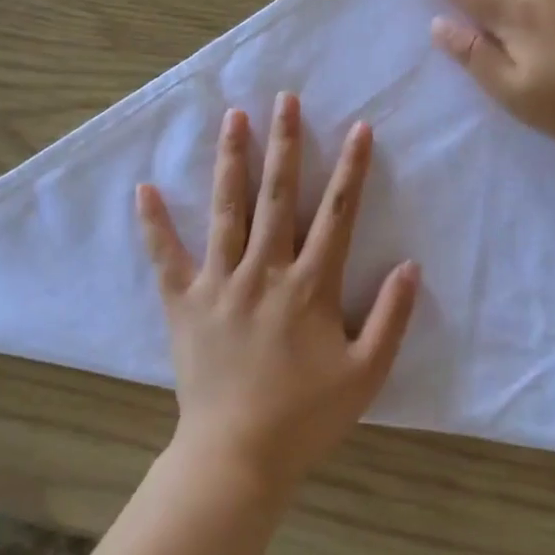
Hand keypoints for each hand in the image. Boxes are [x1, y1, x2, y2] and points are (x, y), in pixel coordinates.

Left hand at [136, 93, 420, 493]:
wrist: (238, 455)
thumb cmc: (307, 416)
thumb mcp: (366, 373)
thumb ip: (391, 318)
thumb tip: (409, 266)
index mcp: (310, 285)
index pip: (336, 214)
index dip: (350, 169)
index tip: (357, 128)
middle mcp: (264, 271)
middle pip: (276, 196)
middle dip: (284, 144)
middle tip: (284, 99)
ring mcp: (219, 283)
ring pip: (226, 211)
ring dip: (231, 161)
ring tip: (233, 117)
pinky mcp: (184, 303)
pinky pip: (166, 257)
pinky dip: (154, 224)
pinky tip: (144, 189)